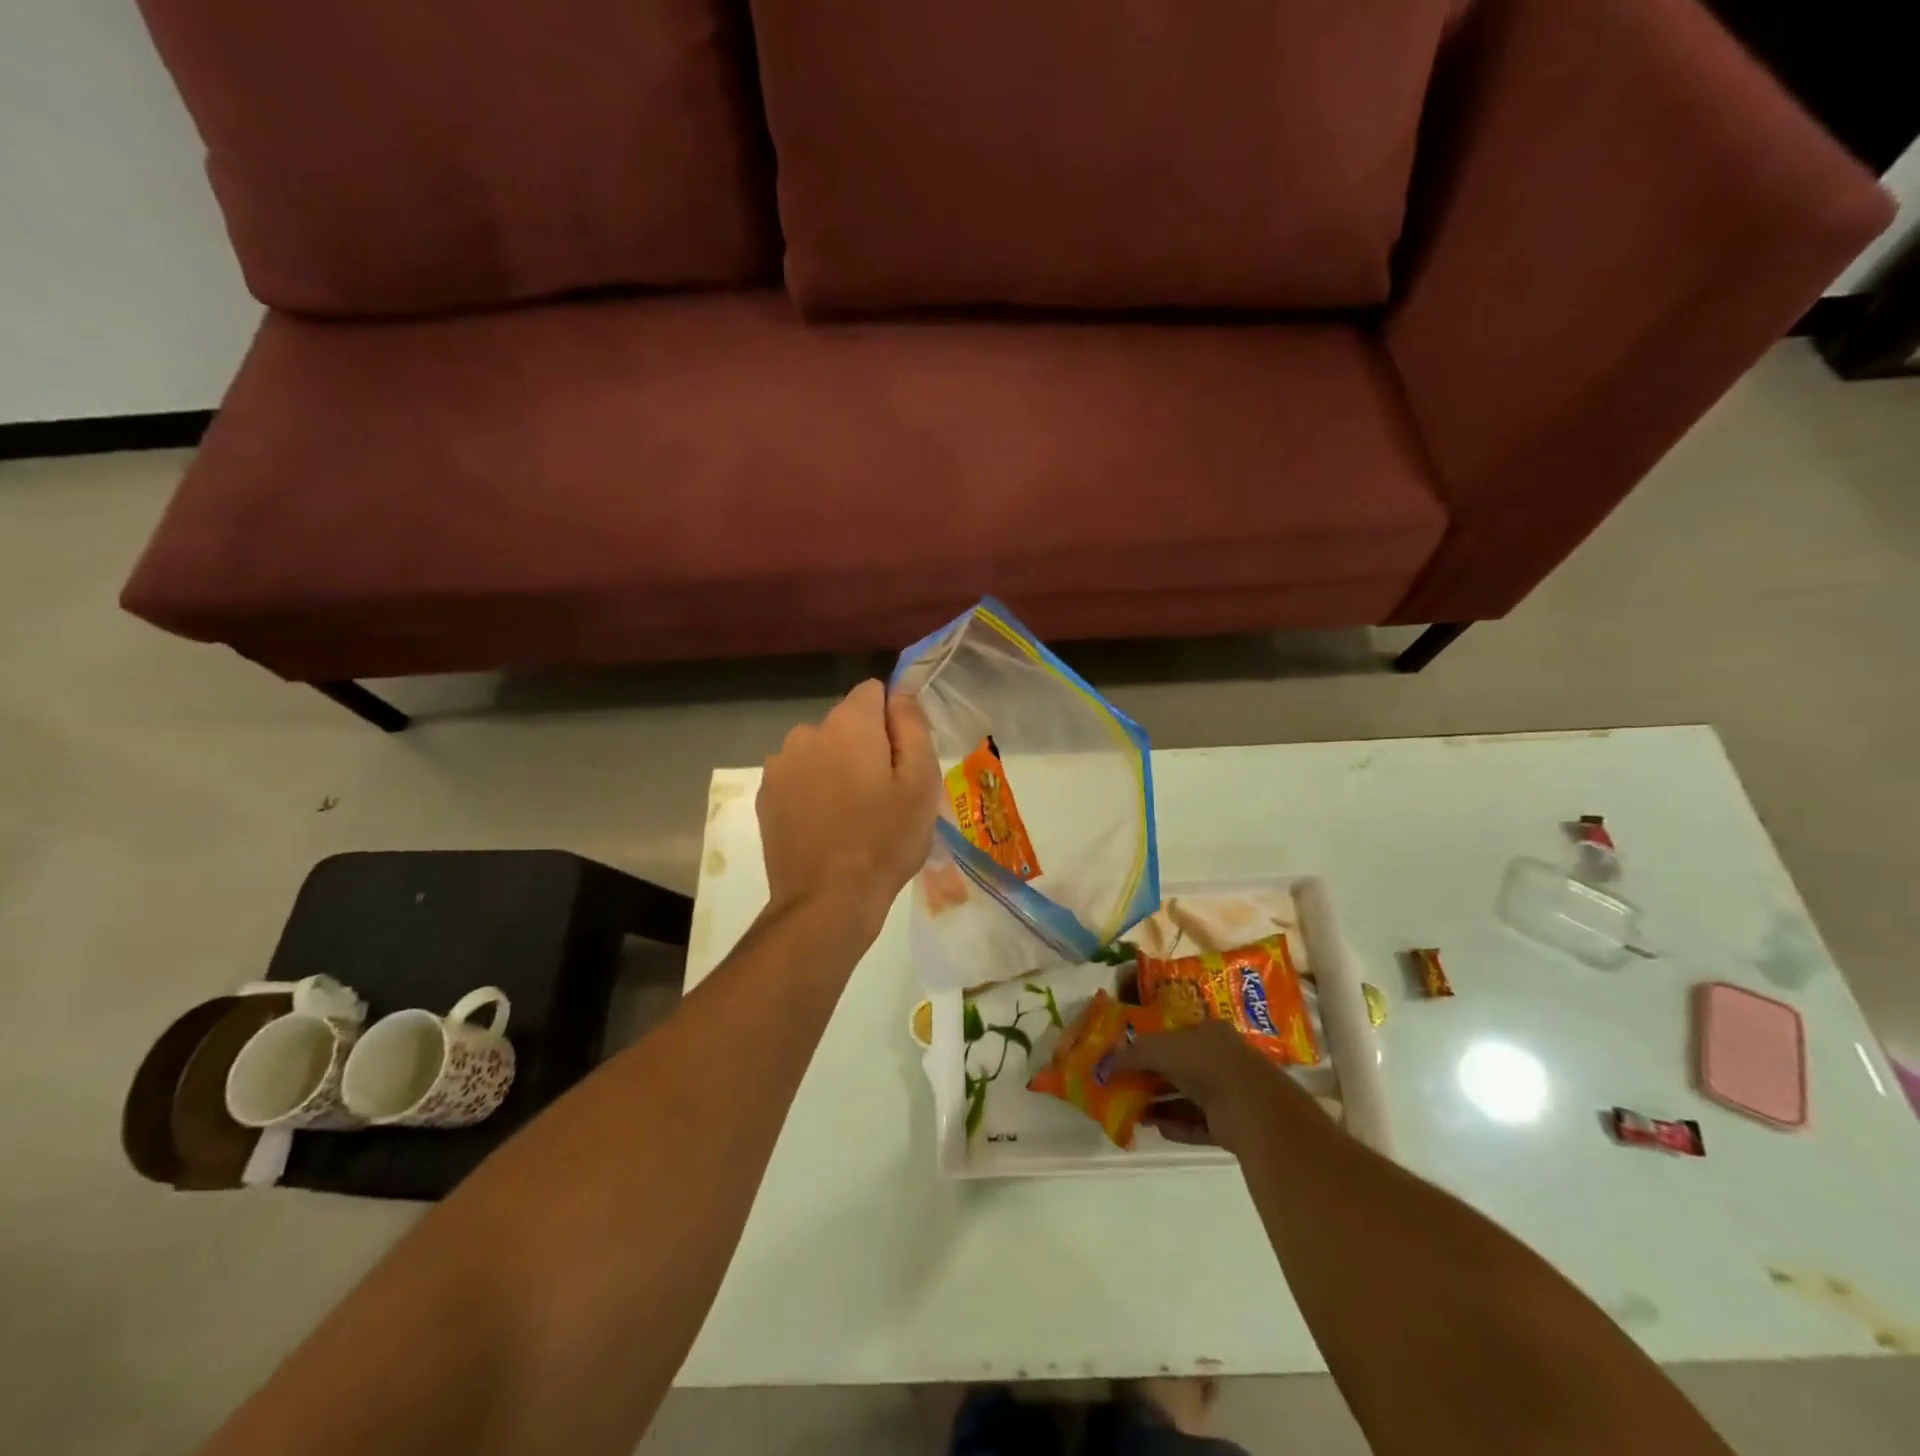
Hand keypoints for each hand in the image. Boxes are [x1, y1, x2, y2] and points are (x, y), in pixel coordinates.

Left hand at [758, 680, 940, 925]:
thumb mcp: (921, 782)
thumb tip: (901, 694)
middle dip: (866, 746)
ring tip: (853, 815)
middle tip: (884, 794)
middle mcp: (807, 732)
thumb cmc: (885, 840)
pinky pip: (798, 778)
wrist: (827, 901)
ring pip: (820, 751)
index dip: (894, 718)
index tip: (904, 756)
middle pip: (846, 723)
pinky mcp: (765, 796)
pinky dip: (813, 791)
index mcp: (848, 724)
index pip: (874, 691)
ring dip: (837, 768)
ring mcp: (780, 765)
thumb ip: (913, 726)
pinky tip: (826, 827)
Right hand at [1115, 1021, 1281, 1153]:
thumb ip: (1132, 1054)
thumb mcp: (1160, 1049)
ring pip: (1188, 1098)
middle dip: (1152, 1078)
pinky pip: (1199, 1124)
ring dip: (1162, 1105)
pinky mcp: (1233, 1125)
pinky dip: (1179, 1126)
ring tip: (1134, 1112)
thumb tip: (1104, 1064)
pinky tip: (1157, 1128)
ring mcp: (1229, 1094)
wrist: (1252, 1107)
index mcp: (1209, 1032)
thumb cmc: (1204, 1063)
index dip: (1151, 1044)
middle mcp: (1221, 1060)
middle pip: (1180, 1068)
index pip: (1176, 1034)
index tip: (1128, 1056)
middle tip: (1125, 1086)